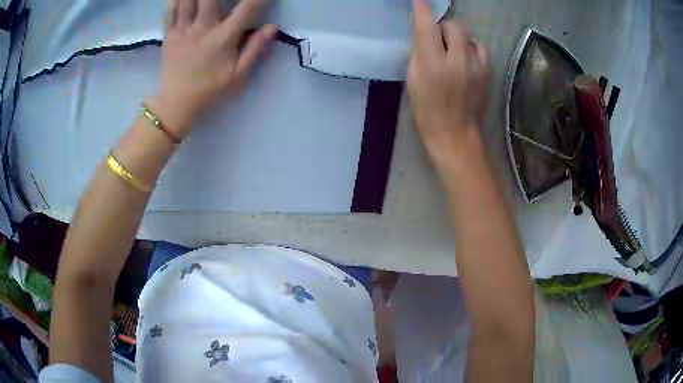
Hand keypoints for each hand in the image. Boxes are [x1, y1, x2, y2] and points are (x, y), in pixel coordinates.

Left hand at [149, 0, 275, 137]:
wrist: (177, 104)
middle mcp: (202, 28)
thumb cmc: (210, 89)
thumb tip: (272, 27)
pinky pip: (170, 11)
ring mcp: (183, 30)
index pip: (246, 8)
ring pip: (187, 0)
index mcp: (223, 38)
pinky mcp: (169, 35)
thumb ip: (255, 49)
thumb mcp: (238, 75)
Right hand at [407, 0, 491, 164]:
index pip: (427, 28)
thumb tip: (422, 29)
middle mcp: (457, 61)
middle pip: (454, 26)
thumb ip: (418, 51)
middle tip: (438, 40)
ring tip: (454, 55)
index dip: (424, 10)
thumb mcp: (414, 79)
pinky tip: (466, 61)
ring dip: (458, 39)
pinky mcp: (488, 72)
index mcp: (432, 65)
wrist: (454, 132)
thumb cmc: (427, 108)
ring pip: (468, 36)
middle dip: (444, 27)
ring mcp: (476, 66)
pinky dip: (471, 49)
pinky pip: (480, 47)